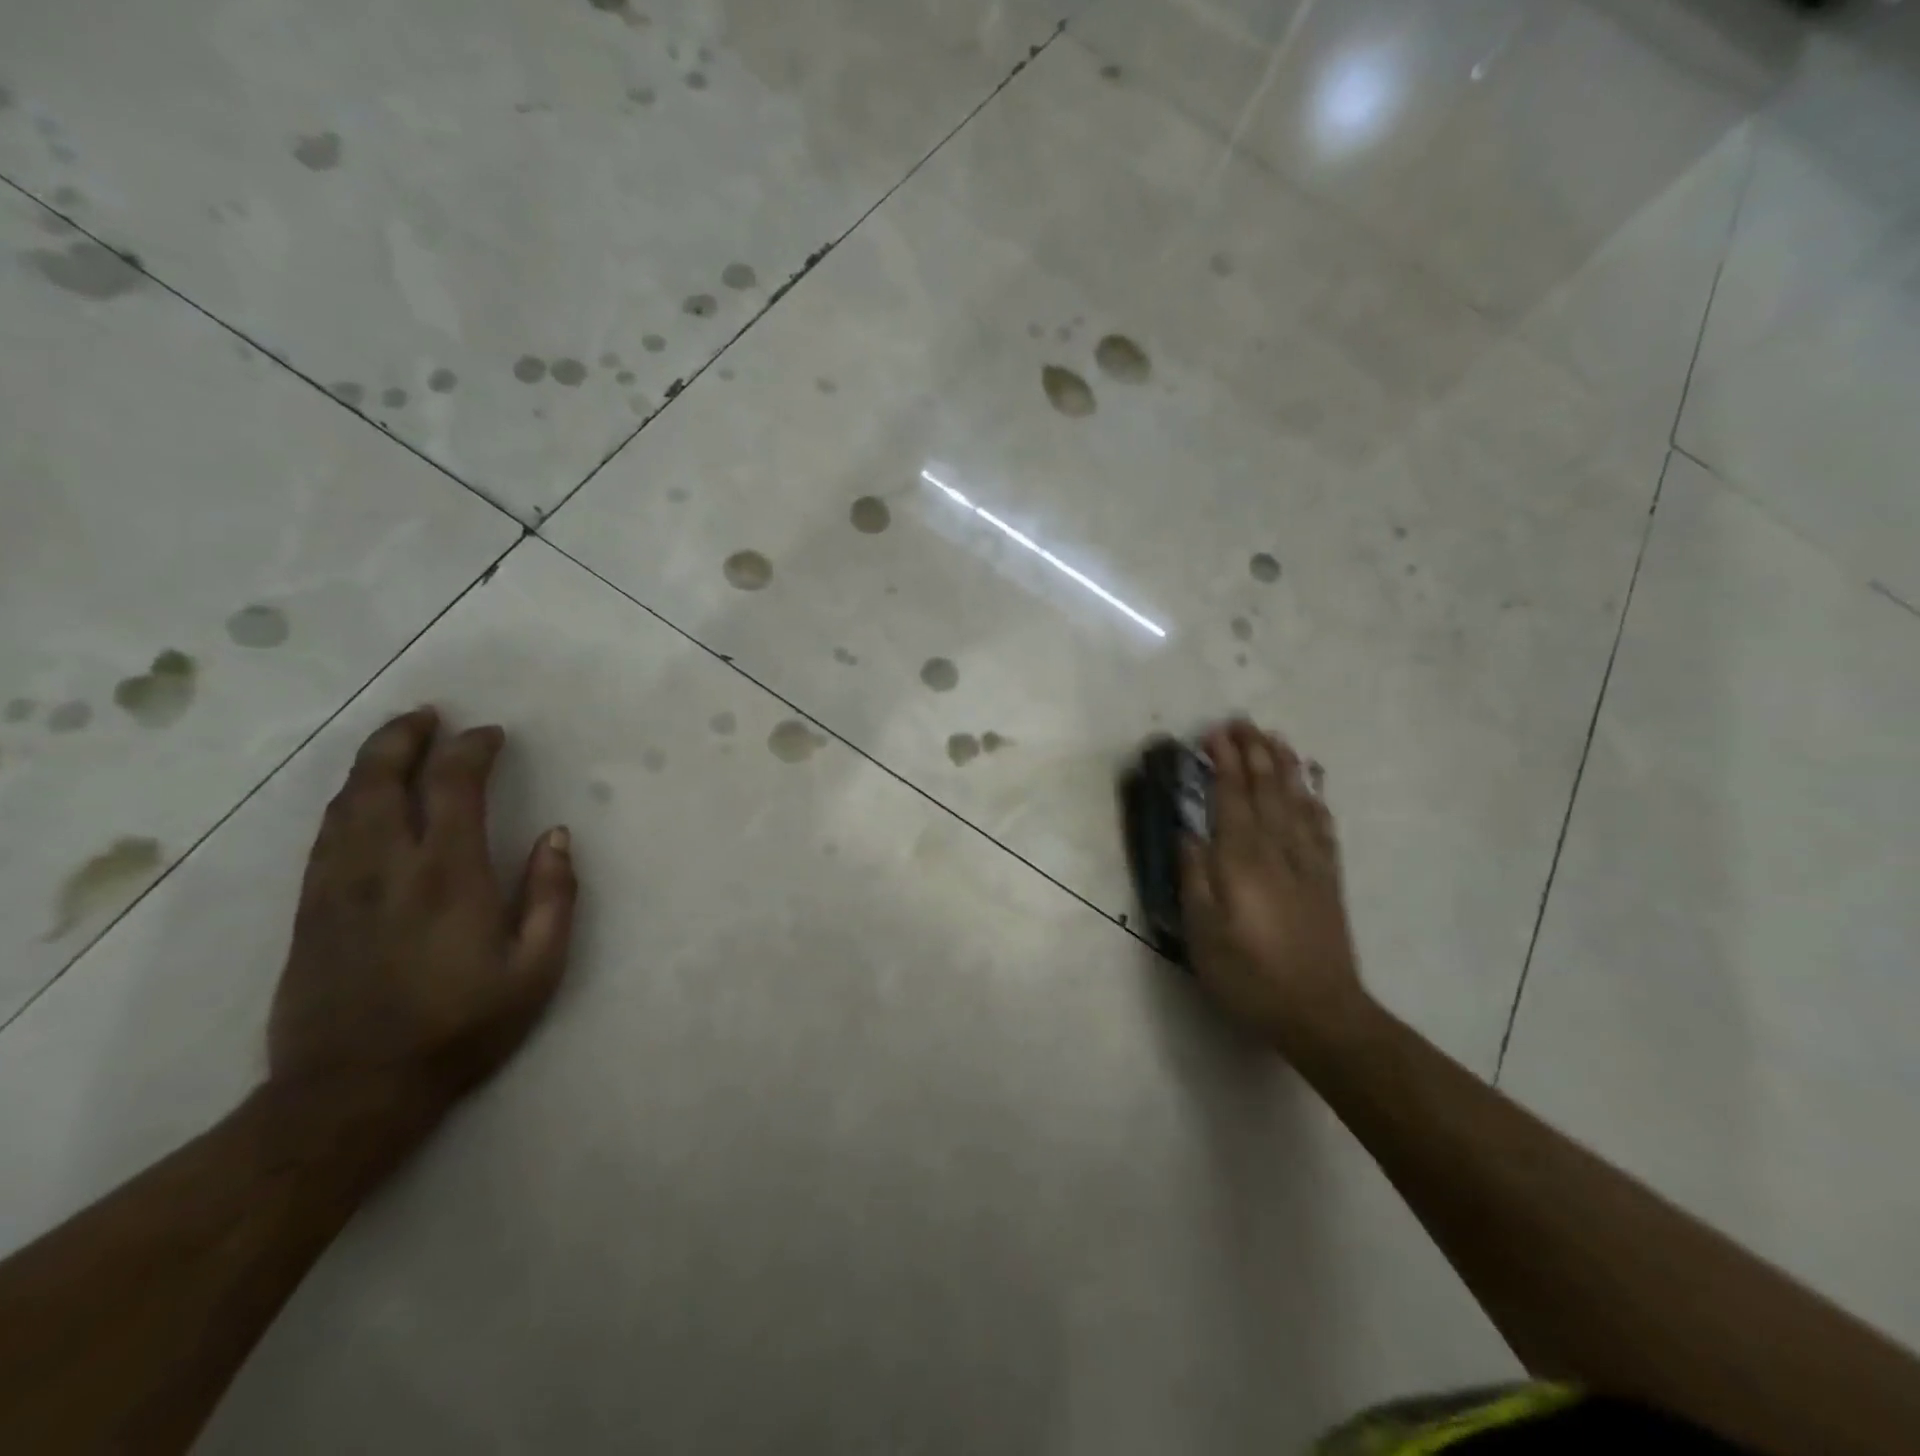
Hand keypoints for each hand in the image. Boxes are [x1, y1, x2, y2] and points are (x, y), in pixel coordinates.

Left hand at [269, 707, 577, 1116]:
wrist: (353, 1090)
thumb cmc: (462, 1027)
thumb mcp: (537, 968)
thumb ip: (553, 895)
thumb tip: (556, 835)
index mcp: (448, 874)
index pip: (454, 785)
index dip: (472, 749)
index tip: (492, 735)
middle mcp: (387, 865)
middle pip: (384, 778)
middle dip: (406, 736)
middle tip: (430, 715)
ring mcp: (339, 884)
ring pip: (348, 800)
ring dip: (372, 761)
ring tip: (396, 739)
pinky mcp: (311, 908)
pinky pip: (326, 833)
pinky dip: (348, 799)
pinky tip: (361, 797)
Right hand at [1180, 721, 1366, 1053]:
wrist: (1319, 1012)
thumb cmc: (1248, 974)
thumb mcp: (1203, 931)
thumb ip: (1195, 876)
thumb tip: (1188, 832)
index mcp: (1242, 860)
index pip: (1232, 797)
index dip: (1224, 762)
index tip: (1213, 733)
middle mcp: (1278, 850)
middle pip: (1267, 789)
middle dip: (1254, 752)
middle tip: (1242, 722)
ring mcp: (1309, 863)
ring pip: (1297, 801)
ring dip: (1285, 766)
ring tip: (1276, 739)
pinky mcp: (1328, 880)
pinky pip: (1322, 828)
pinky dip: (1316, 800)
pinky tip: (1313, 787)